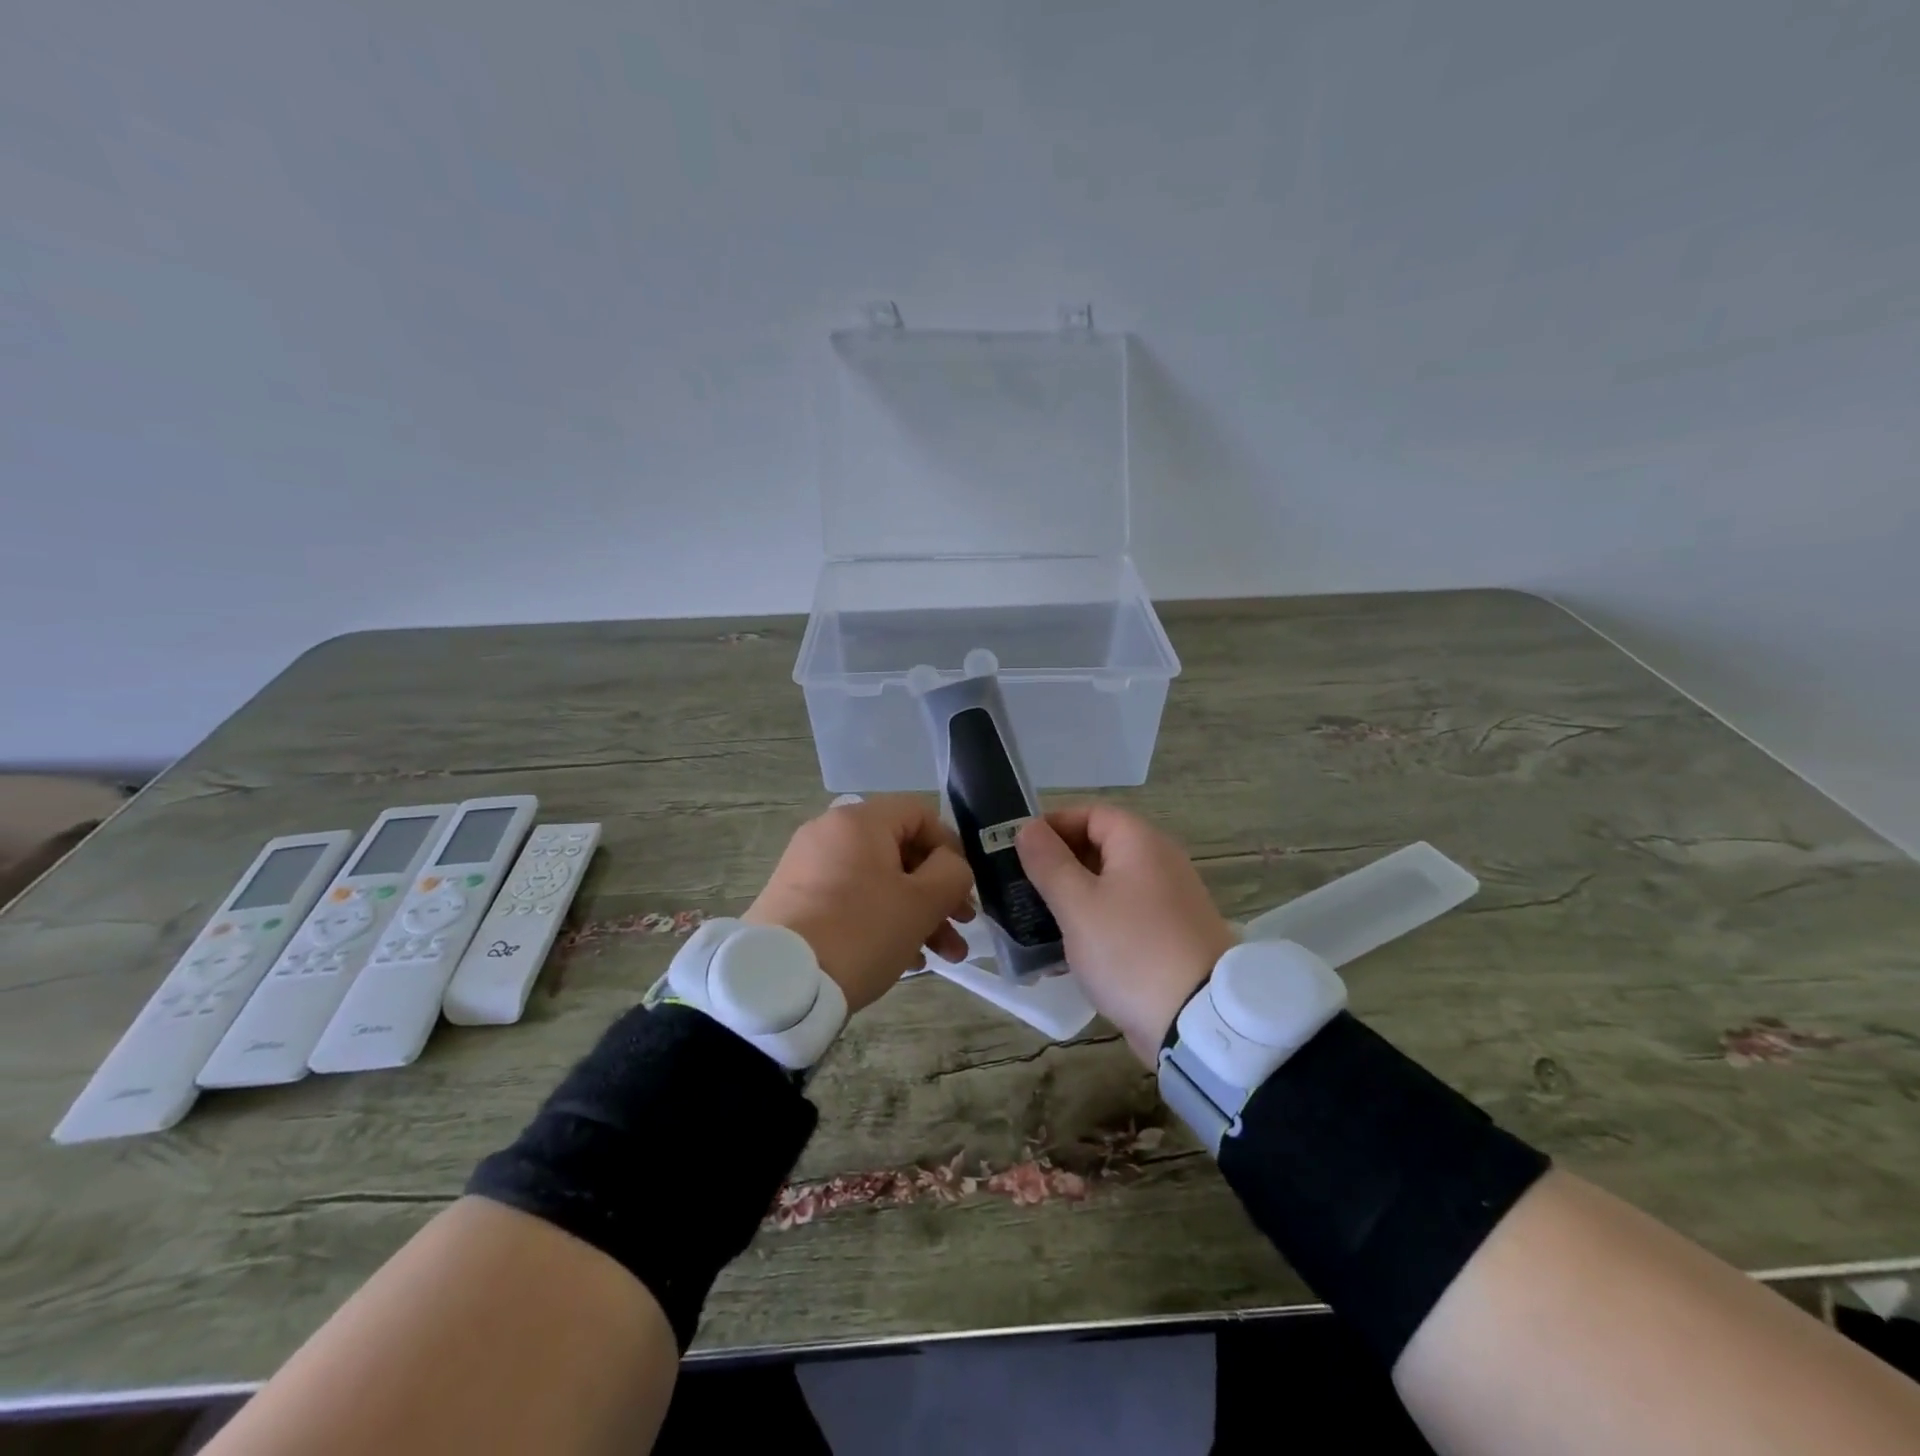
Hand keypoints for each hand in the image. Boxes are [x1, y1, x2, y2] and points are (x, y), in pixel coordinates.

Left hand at [744, 795, 974, 1014]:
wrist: (777, 984)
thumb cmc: (859, 932)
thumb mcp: (921, 903)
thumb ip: (952, 874)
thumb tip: (950, 866)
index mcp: (859, 821)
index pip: (920, 813)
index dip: (951, 847)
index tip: (964, 887)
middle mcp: (830, 834)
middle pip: (900, 851)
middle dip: (938, 892)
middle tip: (962, 926)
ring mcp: (808, 867)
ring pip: (878, 881)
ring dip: (917, 914)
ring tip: (942, 956)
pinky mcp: (795, 900)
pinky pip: (851, 900)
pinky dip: (881, 921)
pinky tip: (905, 960)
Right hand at [1016, 803, 1237, 1064]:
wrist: (1198, 1022)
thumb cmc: (1130, 950)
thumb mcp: (1078, 905)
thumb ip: (1049, 863)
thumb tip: (1027, 827)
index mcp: (1141, 843)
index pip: (1090, 813)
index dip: (1053, 825)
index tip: (1019, 851)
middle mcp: (1160, 863)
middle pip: (1100, 847)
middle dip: (1058, 864)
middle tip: (1022, 888)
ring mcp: (1169, 901)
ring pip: (1109, 885)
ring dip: (1073, 898)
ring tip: (1036, 921)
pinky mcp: (1169, 936)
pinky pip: (1124, 916)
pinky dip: (1095, 924)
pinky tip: (1067, 951)